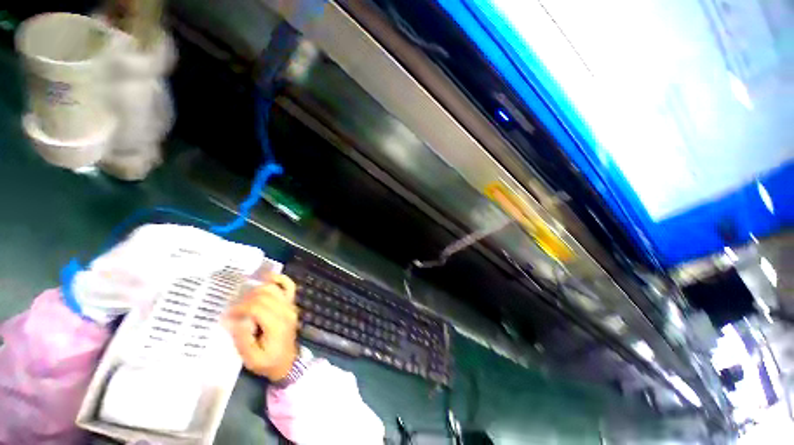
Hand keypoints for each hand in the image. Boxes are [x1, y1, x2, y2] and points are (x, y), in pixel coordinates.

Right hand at [224, 274, 298, 380]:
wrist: (288, 362)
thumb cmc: (269, 362)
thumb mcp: (252, 359)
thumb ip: (242, 339)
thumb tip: (230, 320)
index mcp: (277, 325)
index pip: (257, 307)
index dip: (240, 308)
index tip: (228, 315)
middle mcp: (286, 311)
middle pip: (264, 296)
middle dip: (246, 300)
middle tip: (234, 309)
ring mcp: (291, 306)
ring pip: (275, 288)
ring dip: (258, 289)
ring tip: (244, 297)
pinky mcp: (292, 304)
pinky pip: (289, 286)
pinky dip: (279, 279)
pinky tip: (267, 277)